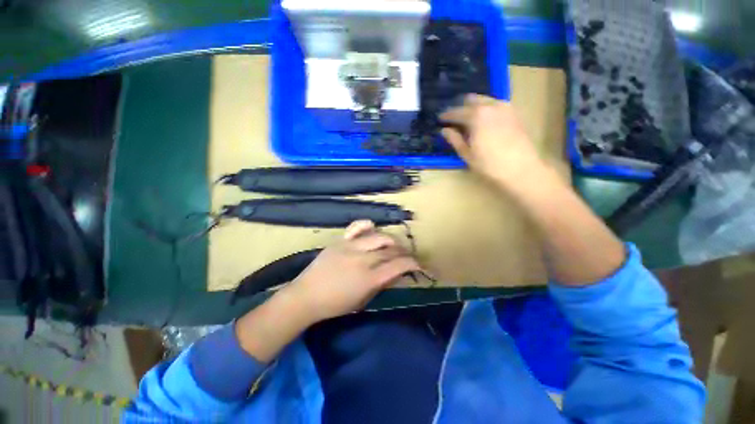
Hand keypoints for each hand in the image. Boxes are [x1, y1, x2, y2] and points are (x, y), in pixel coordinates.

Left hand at [285, 220, 422, 322]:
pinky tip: (373, 228)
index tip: (418, 265)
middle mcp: (363, 259)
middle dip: (404, 252)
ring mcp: (351, 247)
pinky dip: (367, 225)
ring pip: (379, 236)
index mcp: (369, 278)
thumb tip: (397, 272)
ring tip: (393, 244)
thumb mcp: (363, 300)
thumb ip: (382, 284)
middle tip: (406, 255)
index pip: (398, 265)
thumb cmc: (336, 304)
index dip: (412, 263)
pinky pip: (357, 227)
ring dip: (391, 239)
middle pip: (391, 250)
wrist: (306, 296)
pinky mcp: (340, 240)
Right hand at [440, 94, 545, 187]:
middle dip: (461, 108)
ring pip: (486, 100)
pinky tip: (485, 121)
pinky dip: (487, 110)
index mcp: (476, 116)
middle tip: (455, 119)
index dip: (447, 116)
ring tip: (469, 120)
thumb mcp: (467, 154)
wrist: (521, 169)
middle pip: (472, 100)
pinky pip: (497, 105)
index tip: (440, 119)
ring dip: (475, 107)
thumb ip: (455, 140)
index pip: (457, 112)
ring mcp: (505, 108)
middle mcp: (491, 106)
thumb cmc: (489, 164)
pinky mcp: (515, 113)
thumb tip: (445, 130)